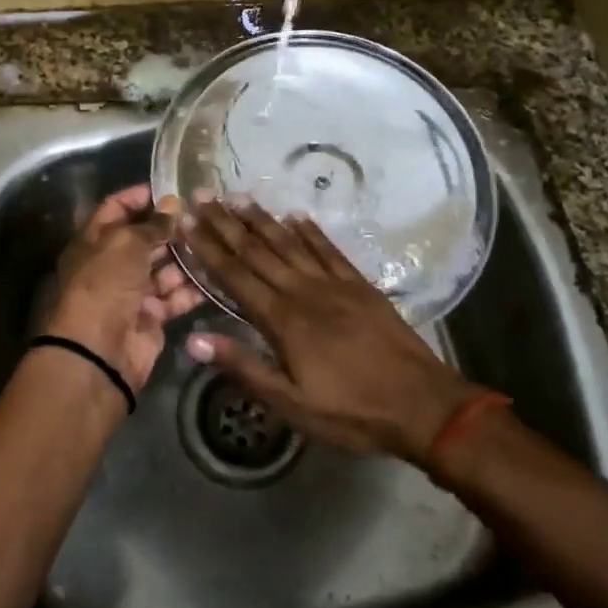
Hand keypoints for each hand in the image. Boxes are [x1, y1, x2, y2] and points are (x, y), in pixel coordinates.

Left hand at [45, 185, 203, 391]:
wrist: (99, 352)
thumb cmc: (105, 285)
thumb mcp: (126, 244)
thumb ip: (153, 224)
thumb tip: (173, 204)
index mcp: (95, 241)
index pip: (116, 209)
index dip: (140, 197)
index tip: (171, 188)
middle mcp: (112, 264)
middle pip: (145, 239)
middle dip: (172, 228)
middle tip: (206, 216)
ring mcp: (132, 292)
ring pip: (164, 268)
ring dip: (187, 257)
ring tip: (217, 242)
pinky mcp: (152, 317)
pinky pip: (175, 296)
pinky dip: (193, 288)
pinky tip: (218, 274)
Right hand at [179, 196, 478, 462]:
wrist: (420, 403)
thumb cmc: (350, 411)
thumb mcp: (291, 403)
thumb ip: (244, 367)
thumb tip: (194, 340)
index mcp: (283, 320)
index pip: (236, 276)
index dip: (208, 249)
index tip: (187, 223)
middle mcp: (304, 291)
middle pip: (258, 252)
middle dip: (227, 224)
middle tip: (204, 196)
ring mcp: (335, 284)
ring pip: (290, 243)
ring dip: (262, 220)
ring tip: (239, 197)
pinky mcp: (360, 285)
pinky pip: (329, 250)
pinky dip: (311, 231)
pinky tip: (296, 215)